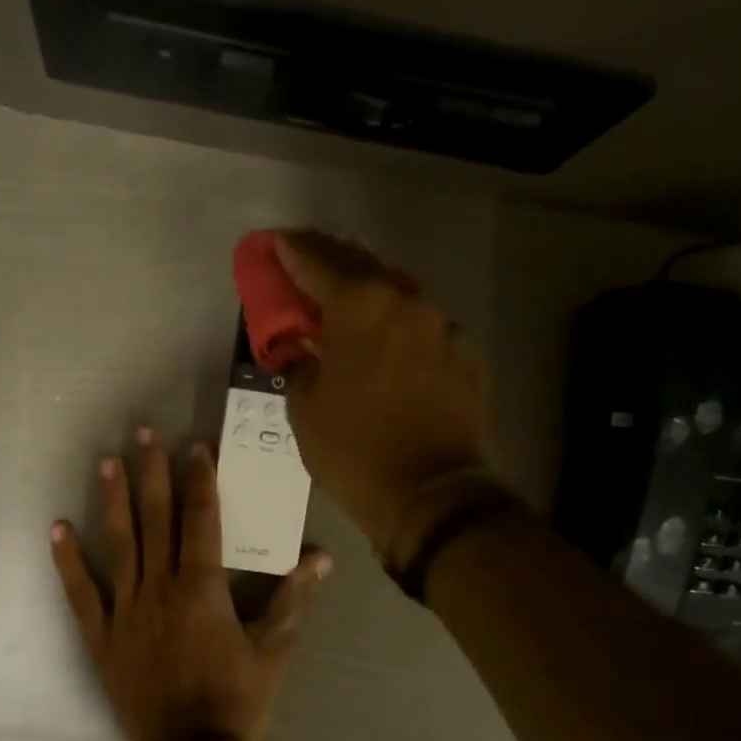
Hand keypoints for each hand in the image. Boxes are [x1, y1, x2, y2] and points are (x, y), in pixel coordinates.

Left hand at [50, 430, 331, 740]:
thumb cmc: (237, 700)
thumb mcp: (274, 651)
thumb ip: (293, 599)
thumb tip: (321, 557)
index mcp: (203, 588)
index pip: (201, 520)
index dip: (199, 481)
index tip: (194, 447)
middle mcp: (160, 587)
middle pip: (156, 519)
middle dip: (151, 473)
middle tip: (144, 432)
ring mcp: (126, 610)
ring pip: (118, 544)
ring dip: (112, 500)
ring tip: (107, 461)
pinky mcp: (102, 635)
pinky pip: (82, 592)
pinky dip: (69, 561)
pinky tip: (58, 529)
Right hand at [275, 230, 494, 559]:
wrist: (431, 496)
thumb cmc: (354, 451)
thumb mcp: (304, 409)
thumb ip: (299, 364)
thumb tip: (302, 351)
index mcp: (361, 306)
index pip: (317, 261)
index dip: (291, 251)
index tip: (274, 243)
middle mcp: (407, 302)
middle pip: (362, 266)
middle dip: (330, 263)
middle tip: (306, 267)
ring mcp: (443, 327)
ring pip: (397, 296)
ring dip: (368, 295)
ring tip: (346, 308)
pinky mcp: (466, 355)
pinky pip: (423, 328)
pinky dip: (398, 327)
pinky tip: (387, 346)